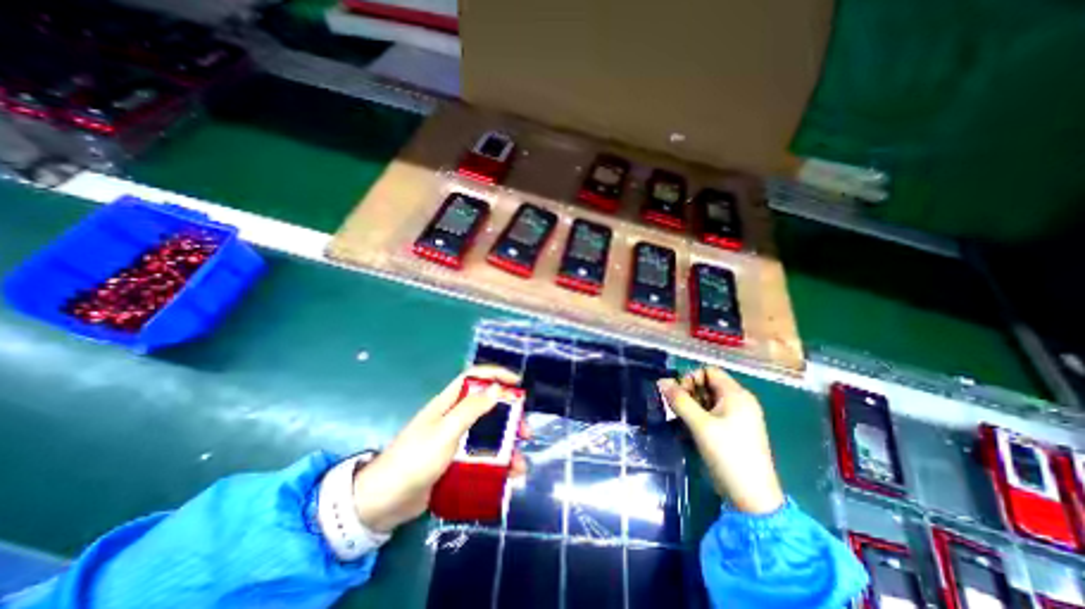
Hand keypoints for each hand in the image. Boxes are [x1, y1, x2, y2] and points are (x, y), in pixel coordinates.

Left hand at [351, 366, 524, 531]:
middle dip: (509, 417)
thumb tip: (496, 388)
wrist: (384, 503)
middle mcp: (453, 418)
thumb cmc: (415, 460)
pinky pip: (481, 457)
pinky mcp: (455, 462)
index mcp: (448, 403)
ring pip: (488, 435)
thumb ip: (471, 409)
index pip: (475, 377)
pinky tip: (507, 477)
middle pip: (487, 408)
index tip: (517, 383)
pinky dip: (496, 465)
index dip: (496, 375)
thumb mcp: (445, 431)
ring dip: (506, 447)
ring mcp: (455, 441)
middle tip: (524, 432)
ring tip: (519, 465)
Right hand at [657, 368, 785, 513]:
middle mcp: (740, 401)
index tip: (679, 396)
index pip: (709, 371)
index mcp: (737, 394)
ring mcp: (739, 416)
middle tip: (678, 410)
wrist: (752, 498)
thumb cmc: (728, 455)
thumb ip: (680, 400)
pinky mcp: (736, 430)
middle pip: (708, 385)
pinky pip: (713, 414)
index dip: (691, 378)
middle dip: (690, 393)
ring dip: (693, 406)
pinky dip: (700, 417)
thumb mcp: (700, 425)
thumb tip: (661, 381)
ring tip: (683, 422)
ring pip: (709, 400)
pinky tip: (691, 431)